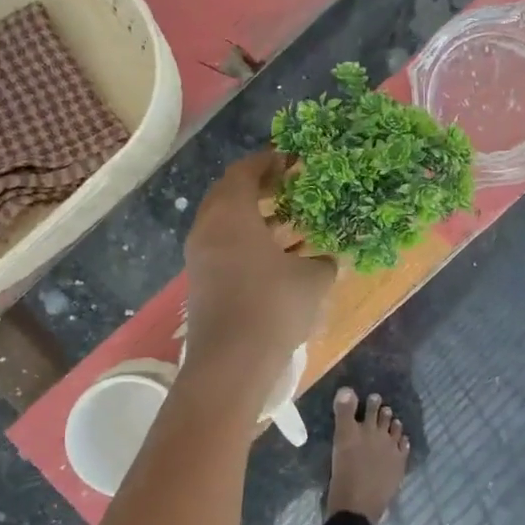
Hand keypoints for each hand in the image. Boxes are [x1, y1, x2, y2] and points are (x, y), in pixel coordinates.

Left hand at [184, 151, 337, 391]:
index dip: (268, 162)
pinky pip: (223, 248)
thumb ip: (322, 262)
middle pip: (228, 194)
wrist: (231, 362)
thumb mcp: (313, 279)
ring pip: (225, 224)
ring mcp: (199, 258)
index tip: (291, 161)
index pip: (244, 172)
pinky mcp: (201, 283)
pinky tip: (275, 259)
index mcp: (230, 214)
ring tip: (287, 223)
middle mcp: (208, 229)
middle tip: (288, 189)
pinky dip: (246, 244)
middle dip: (258, 188)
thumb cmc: (273, 306)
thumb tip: (325, 260)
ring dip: (253, 219)